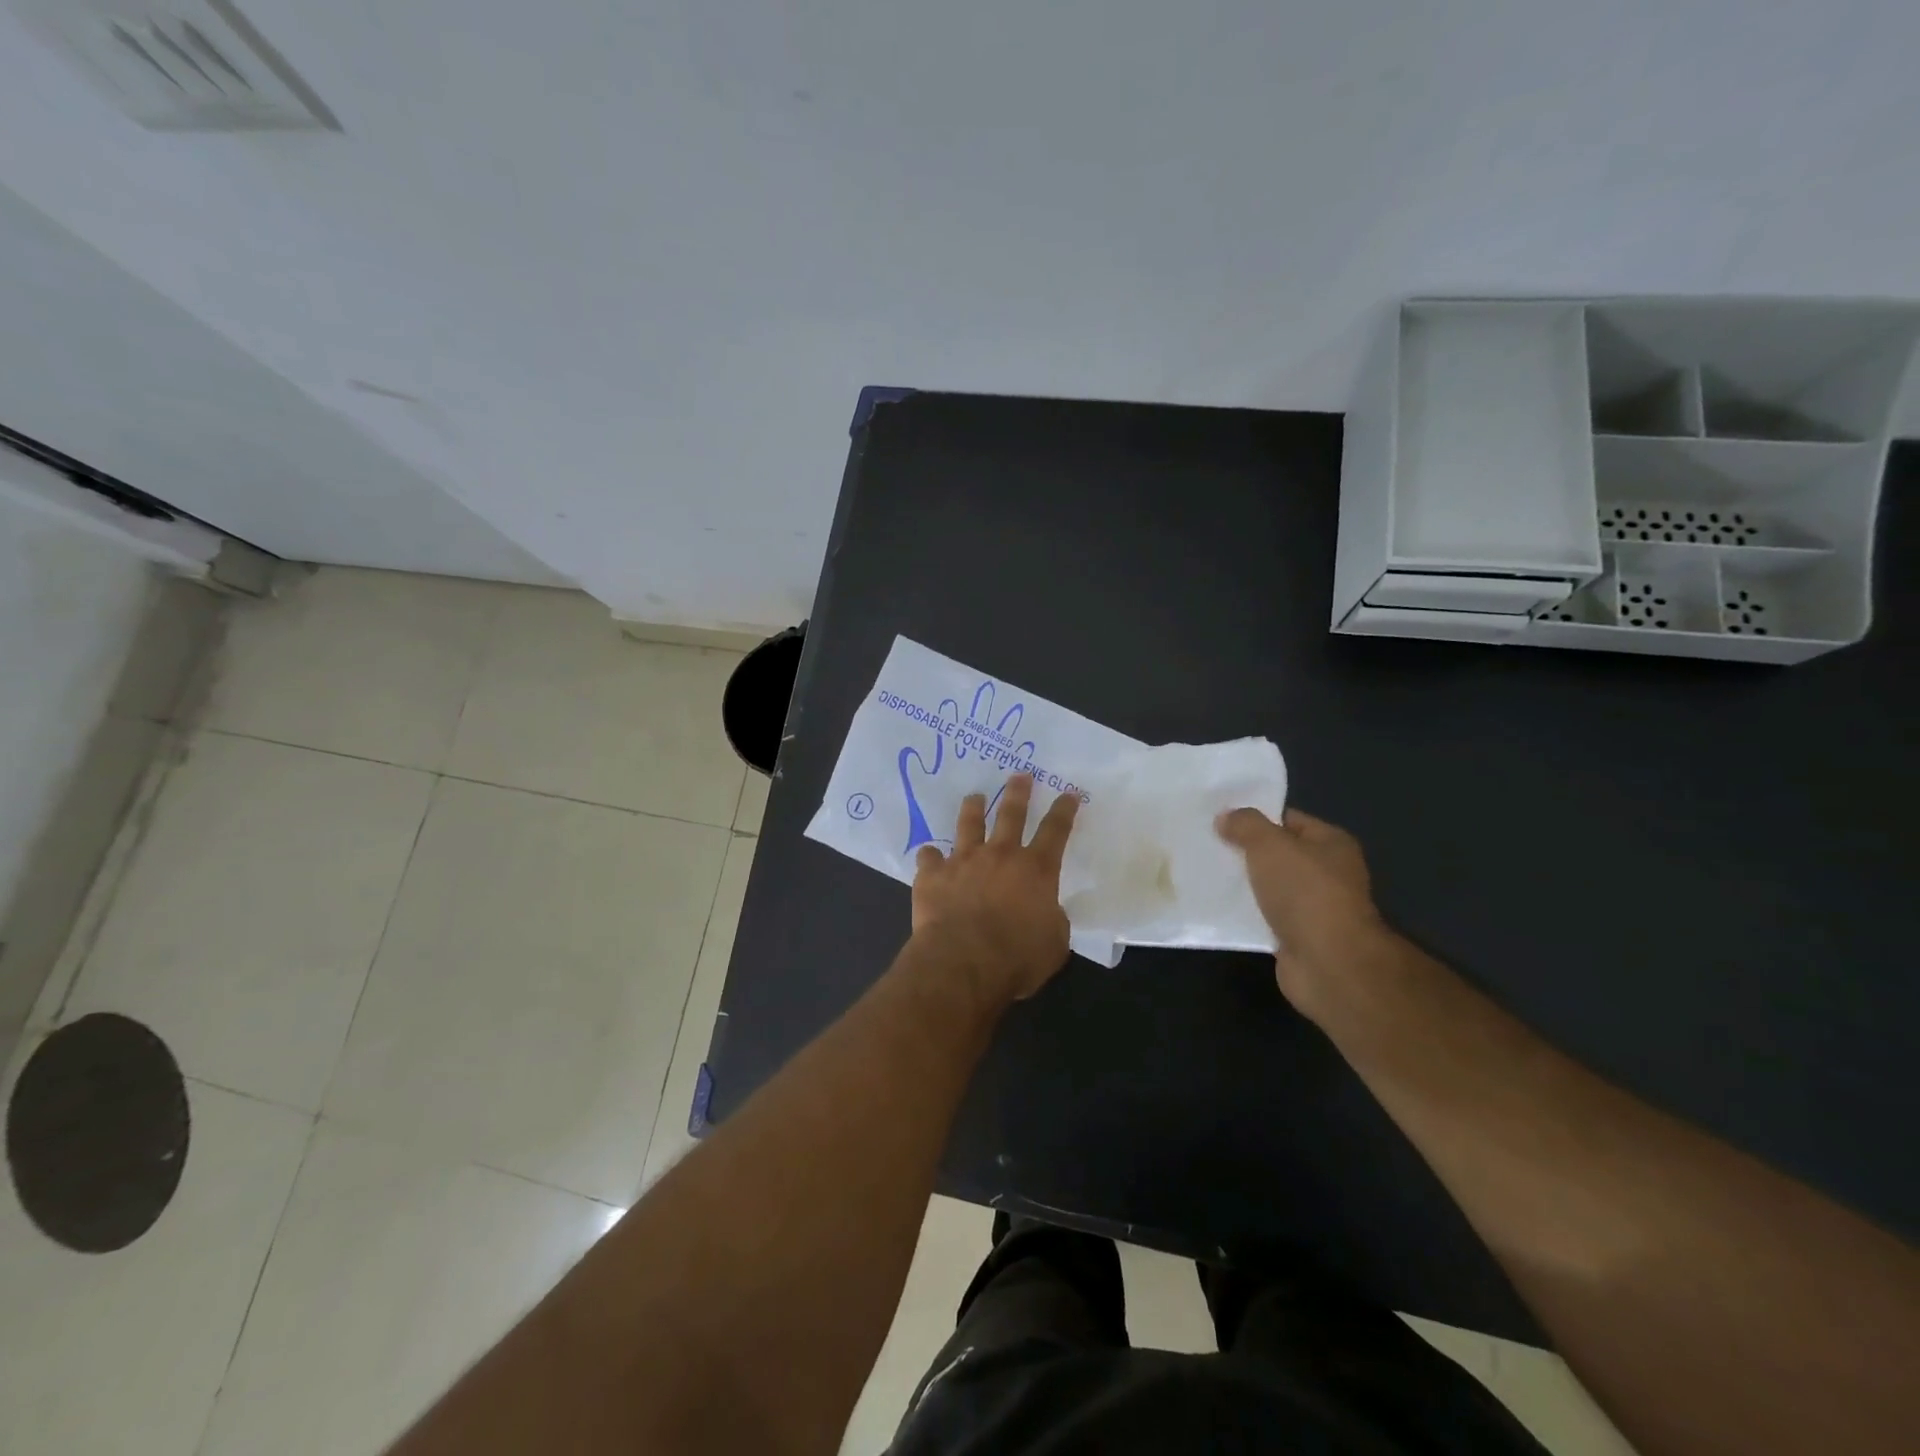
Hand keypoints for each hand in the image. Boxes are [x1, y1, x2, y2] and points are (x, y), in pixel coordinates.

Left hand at [913, 774, 1080, 1004]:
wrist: (963, 961)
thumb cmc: (1017, 956)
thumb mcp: (1054, 943)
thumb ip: (1052, 920)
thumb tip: (1046, 912)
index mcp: (1035, 870)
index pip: (1055, 830)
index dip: (1064, 810)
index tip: (1069, 793)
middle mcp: (1000, 855)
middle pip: (1011, 814)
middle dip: (1018, 793)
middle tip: (1019, 775)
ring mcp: (963, 861)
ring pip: (969, 824)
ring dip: (973, 808)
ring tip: (974, 796)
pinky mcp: (933, 875)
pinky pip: (929, 858)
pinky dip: (930, 857)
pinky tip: (928, 855)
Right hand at [1216, 806, 1387, 1012]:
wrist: (1328, 964)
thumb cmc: (1305, 893)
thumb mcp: (1269, 845)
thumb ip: (1246, 825)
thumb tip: (1225, 817)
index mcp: (1331, 843)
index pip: (1288, 820)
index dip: (1255, 817)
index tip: (1218, 818)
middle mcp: (1327, 872)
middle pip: (1277, 854)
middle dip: (1244, 850)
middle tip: (1205, 844)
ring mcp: (1313, 907)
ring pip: (1268, 886)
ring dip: (1242, 883)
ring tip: (1203, 873)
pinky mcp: (1297, 937)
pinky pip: (1263, 916)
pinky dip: (1244, 912)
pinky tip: (1216, 906)